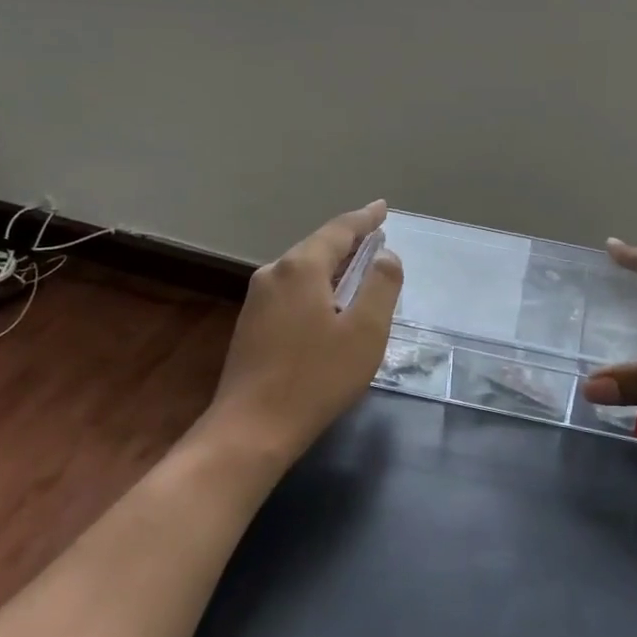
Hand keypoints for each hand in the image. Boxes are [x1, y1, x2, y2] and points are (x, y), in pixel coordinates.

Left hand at [202, 201, 403, 467]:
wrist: (251, 429)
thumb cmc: (316, 377)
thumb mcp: (365, 331)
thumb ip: (381, 286)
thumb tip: (385, 257)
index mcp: (301, 267)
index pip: (339, 230)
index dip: (365, 218)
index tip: (382, 207)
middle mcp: (274, 273)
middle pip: (317, 247)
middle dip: (348, 242)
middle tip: (376, 237)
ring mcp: (257, 300)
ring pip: (302, 270)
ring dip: (332, 267)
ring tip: (357, 268)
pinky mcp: (251, 324)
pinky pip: (291, 291)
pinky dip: (316, 287)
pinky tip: (328, 304)